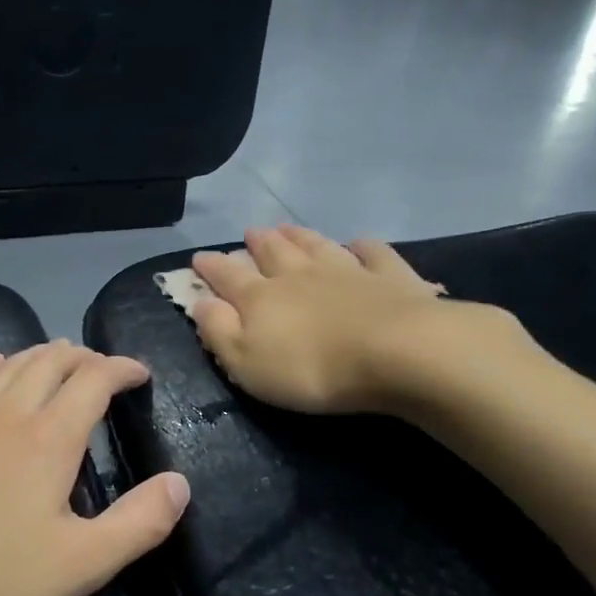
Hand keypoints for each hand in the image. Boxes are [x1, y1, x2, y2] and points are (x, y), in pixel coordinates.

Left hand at [0, 341, 188, 595]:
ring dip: (41, 356)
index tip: (140, 375)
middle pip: (51, 362)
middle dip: (84, 358)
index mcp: (49, 439)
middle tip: (103, 370)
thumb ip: (138, 523)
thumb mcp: (80, 567)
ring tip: (59, 361)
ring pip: (8, 365)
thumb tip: (181, 483)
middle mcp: (6, 412)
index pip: (94, 380)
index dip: (121, 369)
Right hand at [191, 224, 539, 416]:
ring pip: (317, 245)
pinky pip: (373, 253)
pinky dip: (363, 246)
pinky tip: (360, 244)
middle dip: (258, 243)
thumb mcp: (247, 363)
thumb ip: (219, 331)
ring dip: (300, 236)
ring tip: (287, 226)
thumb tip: (200, 302)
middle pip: (274, 252)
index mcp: (262, 298)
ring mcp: (347, 270)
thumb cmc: (312, 368)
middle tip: (250, 233)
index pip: (228, 276)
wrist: (396, 353)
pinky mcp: (390, 276)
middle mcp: (300, 275)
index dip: (211, 267)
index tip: (199, 257)